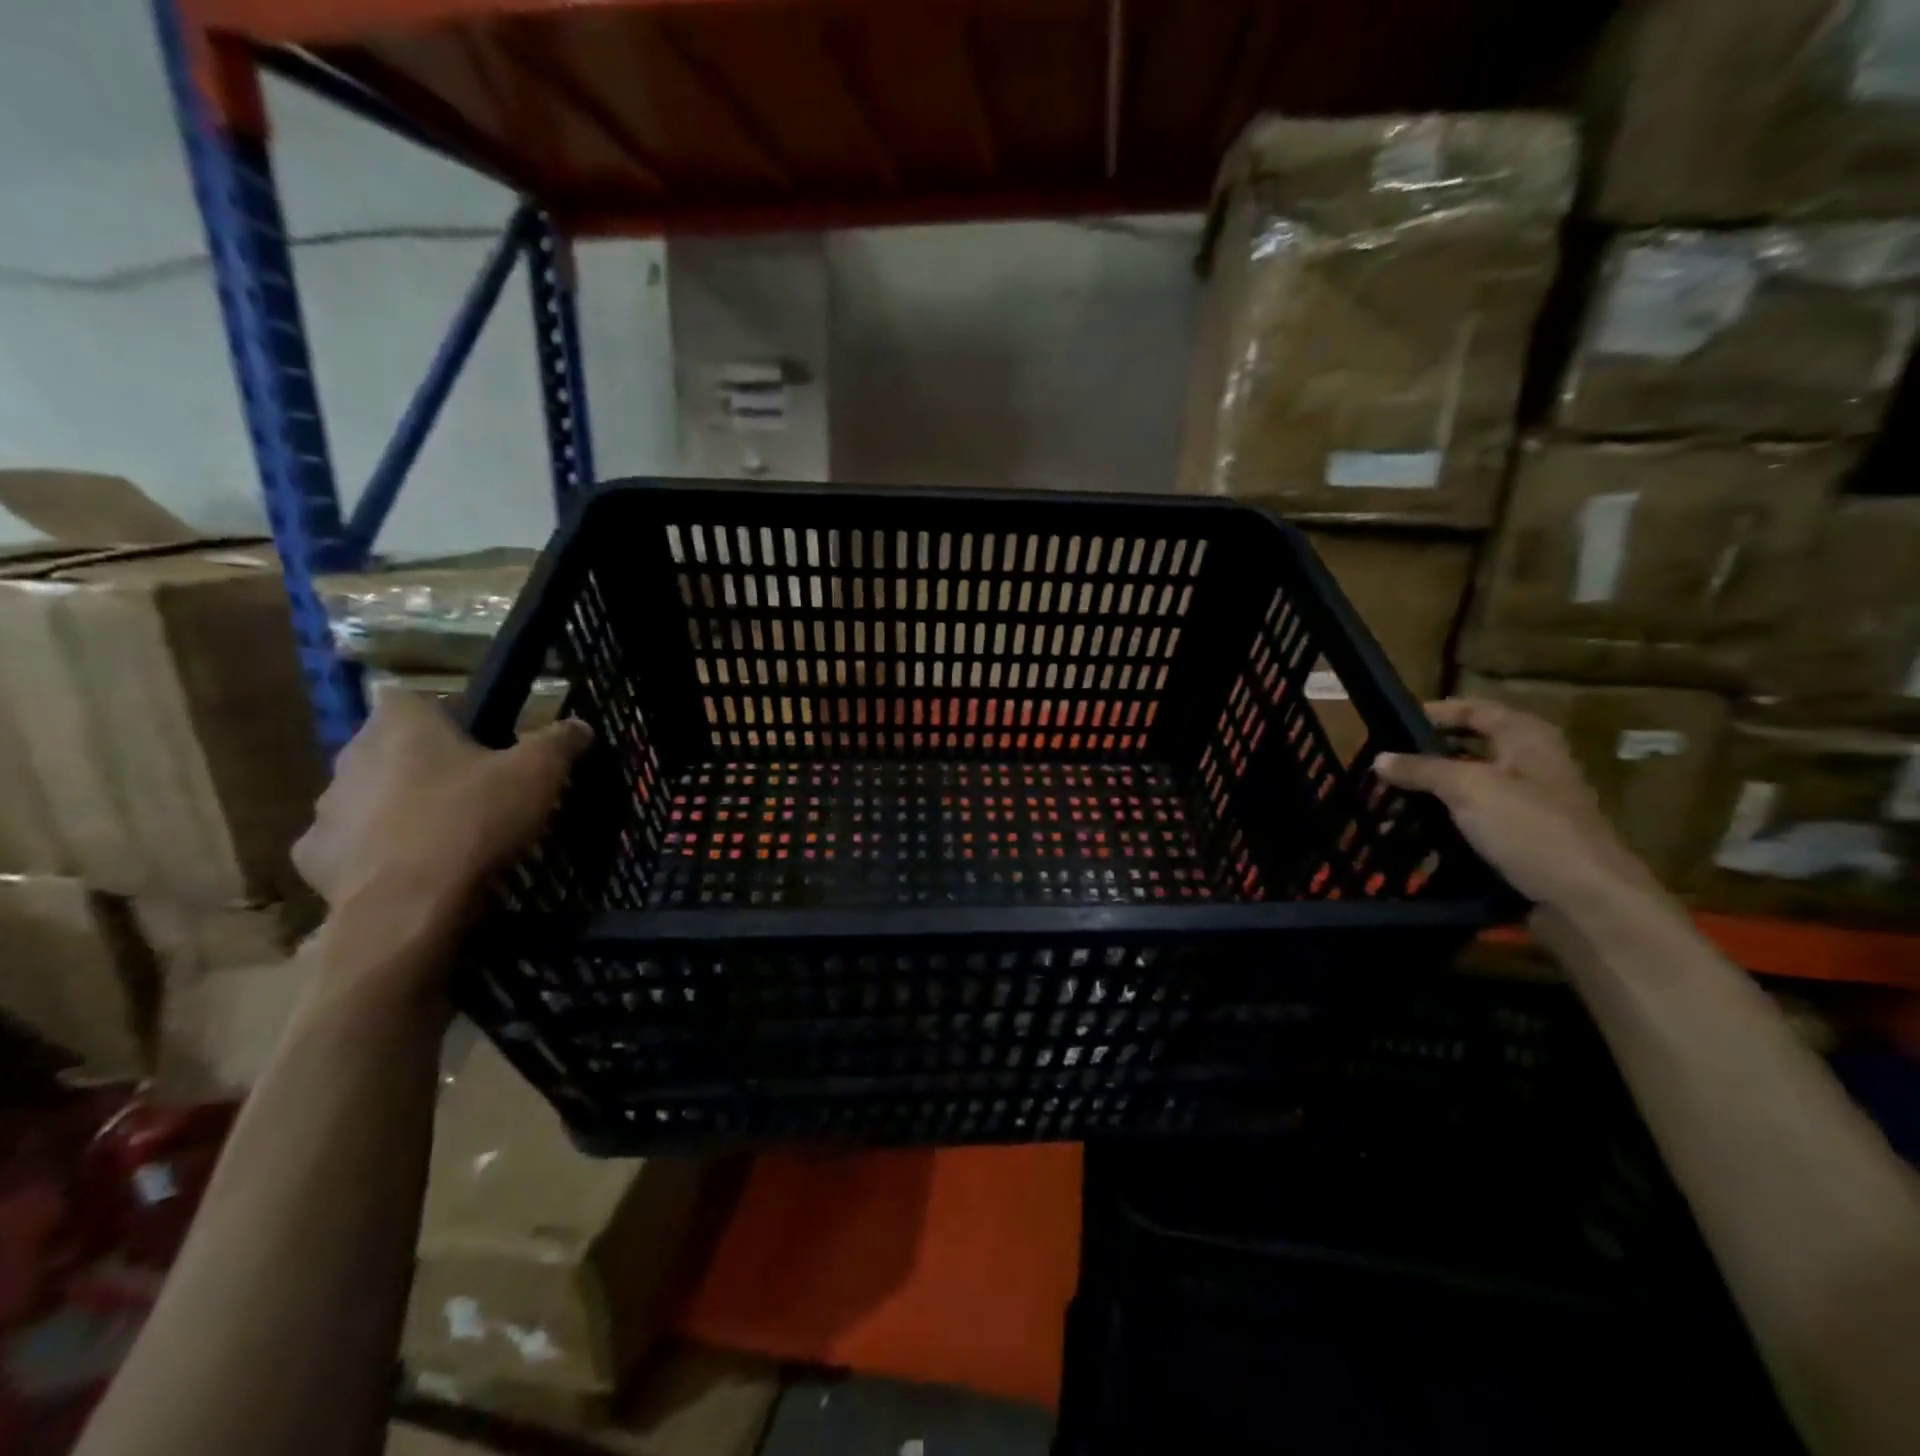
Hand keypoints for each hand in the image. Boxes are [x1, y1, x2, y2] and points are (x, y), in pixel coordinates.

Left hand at [293, 690, 591, 925]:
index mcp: (402, 725)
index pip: (412, 699)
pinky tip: (412, 871)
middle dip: (425, 765)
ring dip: (399, 808)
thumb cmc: (473, 820)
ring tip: (445, 835)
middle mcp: (352, 756)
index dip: (445, 716)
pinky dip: (377, 854)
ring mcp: (327, 810)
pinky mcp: (316, 859)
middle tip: (471, 790)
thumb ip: (559, 742)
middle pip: (390, 749)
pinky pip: (352, 846)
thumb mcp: (538, 774)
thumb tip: (579, 726)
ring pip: (369, 797)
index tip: (477, 741)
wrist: (407, 905)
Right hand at [1373, 698, 1657, 911]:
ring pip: (1467, 785)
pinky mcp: (1521, 837)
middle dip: (1424, 755)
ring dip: (1429, 792)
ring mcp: (1528, 802)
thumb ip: (1421, 769)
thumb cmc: (1529, 828)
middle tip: (1382, 765)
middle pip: (1468, 748)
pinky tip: (1412, 832)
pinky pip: (1472, 818)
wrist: (1585, 899)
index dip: (1434, 713)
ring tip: (1387, 800)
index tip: (1390, 724)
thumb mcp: (1468, 788)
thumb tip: (1380, 759)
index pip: (1473, 709)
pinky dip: (1442, 821)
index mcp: (1526, 738)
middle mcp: (1530, 763)